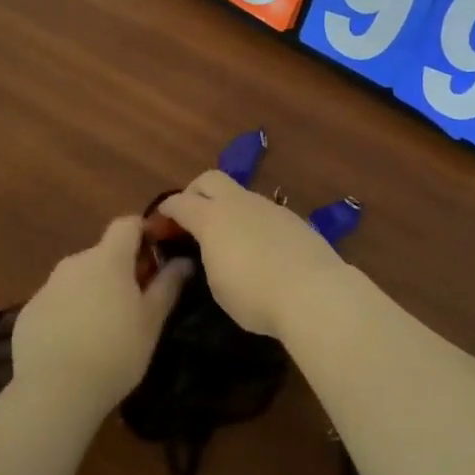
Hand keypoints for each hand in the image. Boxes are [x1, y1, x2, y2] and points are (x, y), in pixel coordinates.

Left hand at [9, 217, 191, 416]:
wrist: (54, 392)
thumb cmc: (115, 352)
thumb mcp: (152, 321)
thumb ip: (168, 285)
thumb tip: (183, 261)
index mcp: (108, 259)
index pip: (127, 224)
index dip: (143, 233)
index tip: (156, 257)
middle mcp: (75, 263)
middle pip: (103, 254)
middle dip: (120, 270)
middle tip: (135, 304)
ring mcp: (47, 287)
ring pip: (79, 279)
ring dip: (94, 292)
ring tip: (104, 329)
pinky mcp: (28, 312)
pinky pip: (57, 302)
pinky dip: (69, 313)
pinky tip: (75, 345)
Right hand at [159, 170, 348, 340]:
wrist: (314, 292)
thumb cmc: (254, 295)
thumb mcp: (217, 285)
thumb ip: (209, 258)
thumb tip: (214, 250)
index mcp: (212, 217)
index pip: (179, 202)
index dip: (165, 210)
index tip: (159, 223)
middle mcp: (239, 203)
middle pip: (209, 179)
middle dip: (195, 192)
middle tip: (191, 217)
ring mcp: (269, 207)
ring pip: (240, 194)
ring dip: (227, 208)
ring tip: (228, 237)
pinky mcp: (293, 218)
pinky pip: (263, 212)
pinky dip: (252, 222)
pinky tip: (259, 247)